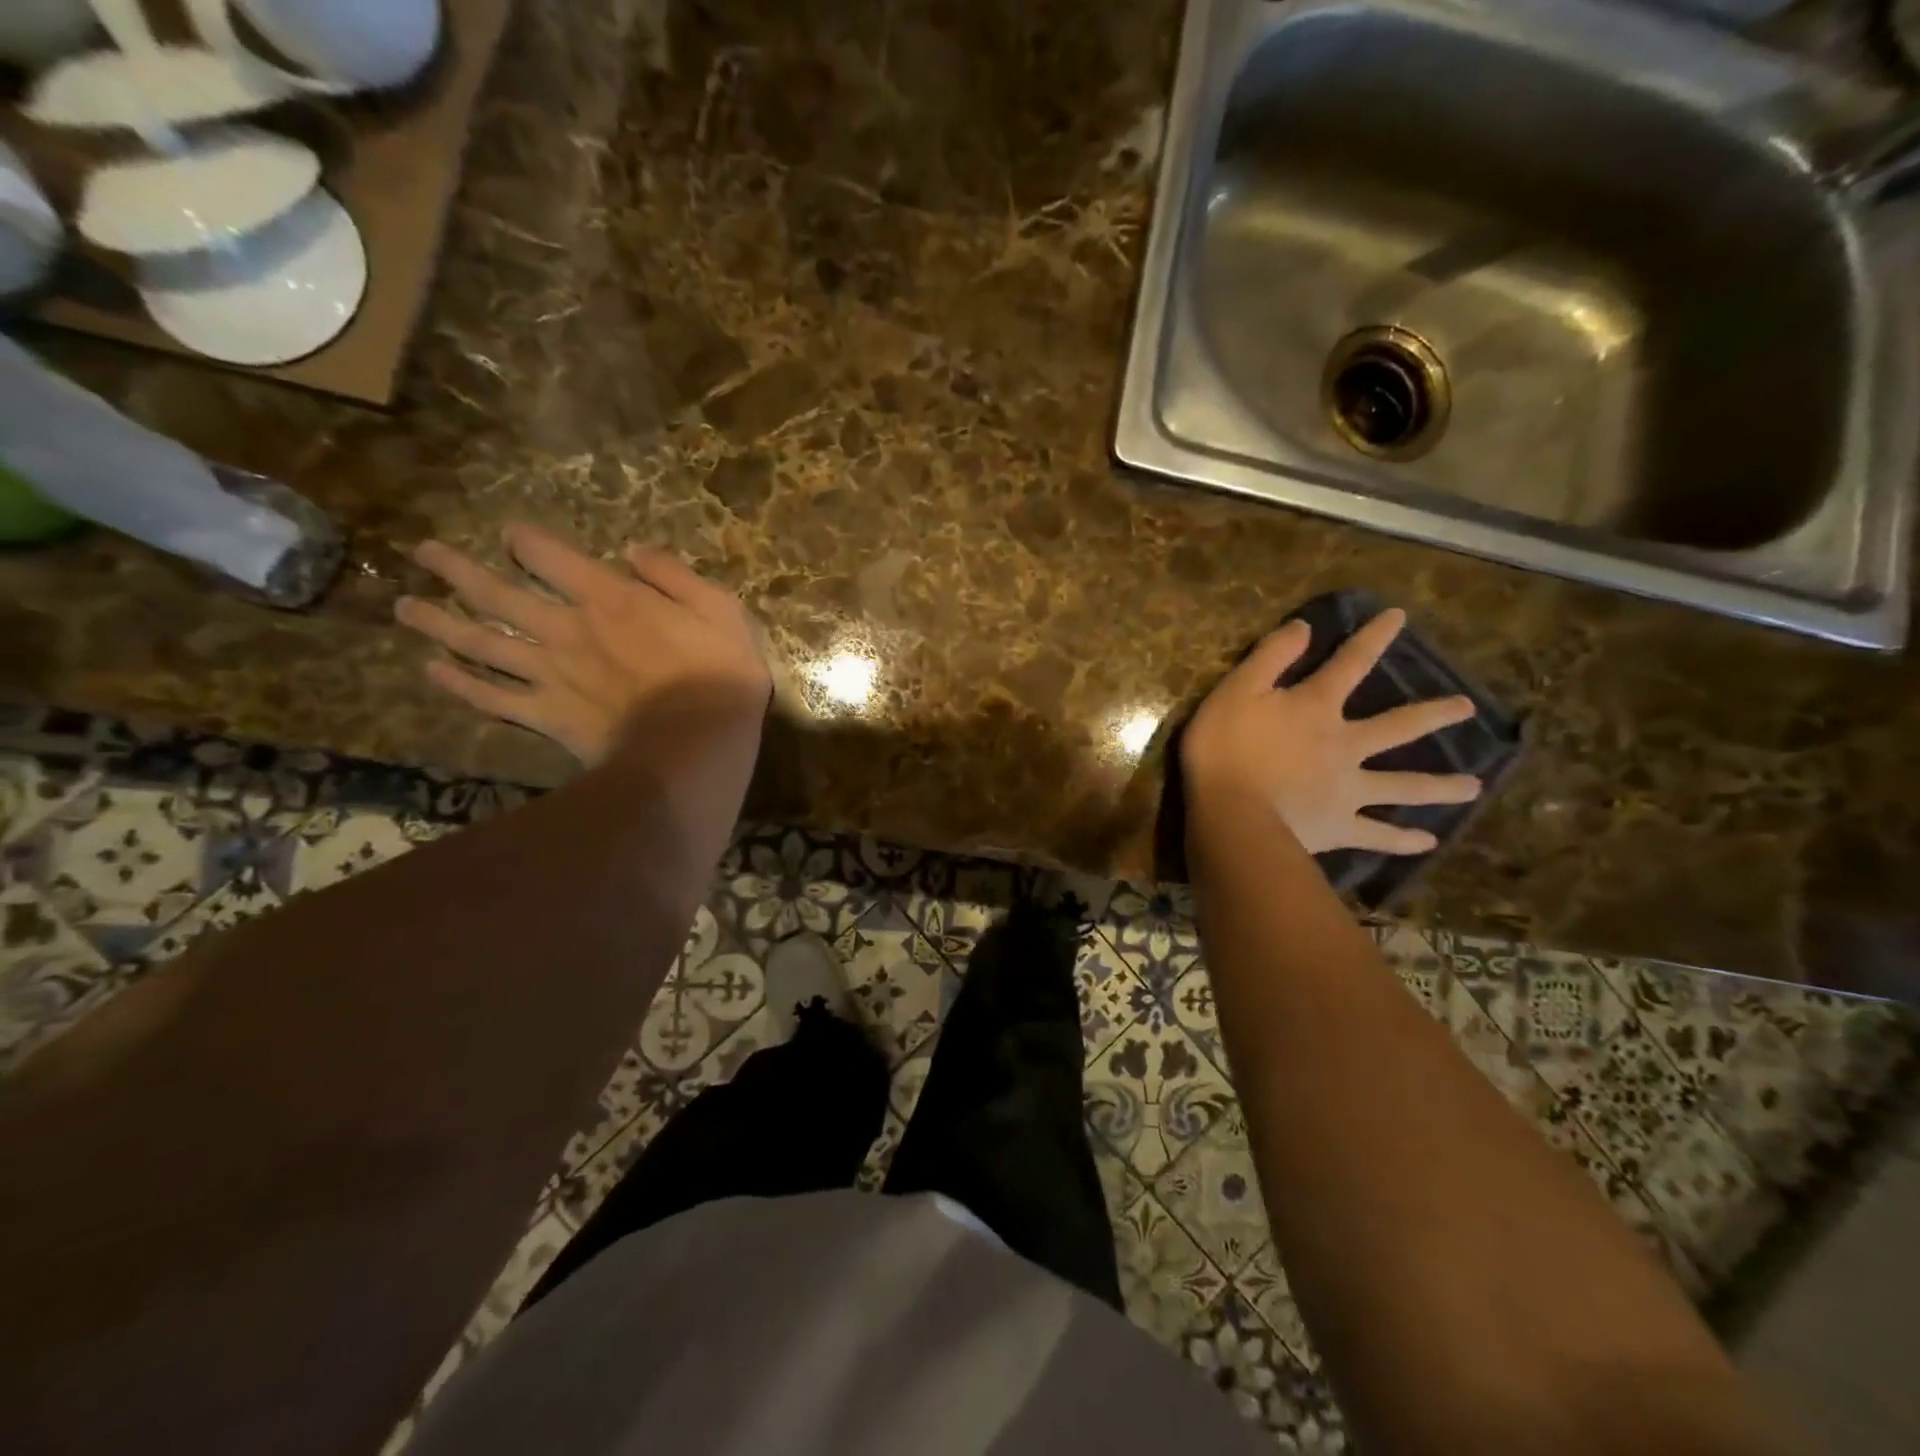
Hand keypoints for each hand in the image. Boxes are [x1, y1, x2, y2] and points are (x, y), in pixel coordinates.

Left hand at [395, 524, 770, 766]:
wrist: (698, 745)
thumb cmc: (720, 676)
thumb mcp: (721, 610)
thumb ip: (676, 576)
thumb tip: (634, 551)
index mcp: (610, 598)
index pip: (552, 557)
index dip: (526, 542)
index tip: (510, 535)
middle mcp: (567, 628)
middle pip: (499, 594)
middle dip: (458, 570)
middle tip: (424, 553)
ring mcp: (550, 674)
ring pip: (482, 643)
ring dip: (440, 622)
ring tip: (404, 606)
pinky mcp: (548, 715)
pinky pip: (494, 698)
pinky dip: (461, 684)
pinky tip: (433, 671)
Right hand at [1182, 608, 1480, 854]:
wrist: (1232, 814)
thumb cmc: (1225, 750)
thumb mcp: (1235, 691)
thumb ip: (1270, 658)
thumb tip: (1306, 626)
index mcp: (1317, 707)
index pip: (1351, 663)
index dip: (1374, 638)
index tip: (1400, 617)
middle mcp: (1346, 744)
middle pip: (1398, 727)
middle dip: (1434, 715)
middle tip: (1467, 709)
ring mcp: (1348, 789)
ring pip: (1403, 786)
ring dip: (1440, 786)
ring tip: (1474, 787)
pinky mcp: (1341, 826)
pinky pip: (1378, 835)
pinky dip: (1402, 840)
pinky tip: (1427, 843)